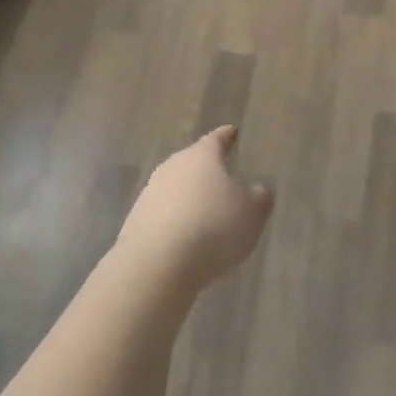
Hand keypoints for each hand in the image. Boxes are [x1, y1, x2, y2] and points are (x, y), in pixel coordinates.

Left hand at [114, 126, 273, 290]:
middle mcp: (173, 167)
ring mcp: (150, 193)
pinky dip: (176, 221)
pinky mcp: (136, 220)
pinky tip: (186, 238)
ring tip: (206, 213)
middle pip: (192, 163)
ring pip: (176, 188)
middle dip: (207, 170)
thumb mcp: (253, 214)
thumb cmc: (214, 228)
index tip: (232, 132)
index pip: (217, 140)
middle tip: (222, 177)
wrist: (157, 263)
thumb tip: (257, 191)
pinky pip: (163, 214)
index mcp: (202, 157)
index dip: (226, 137)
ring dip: (189, 198)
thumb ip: (260, 198)